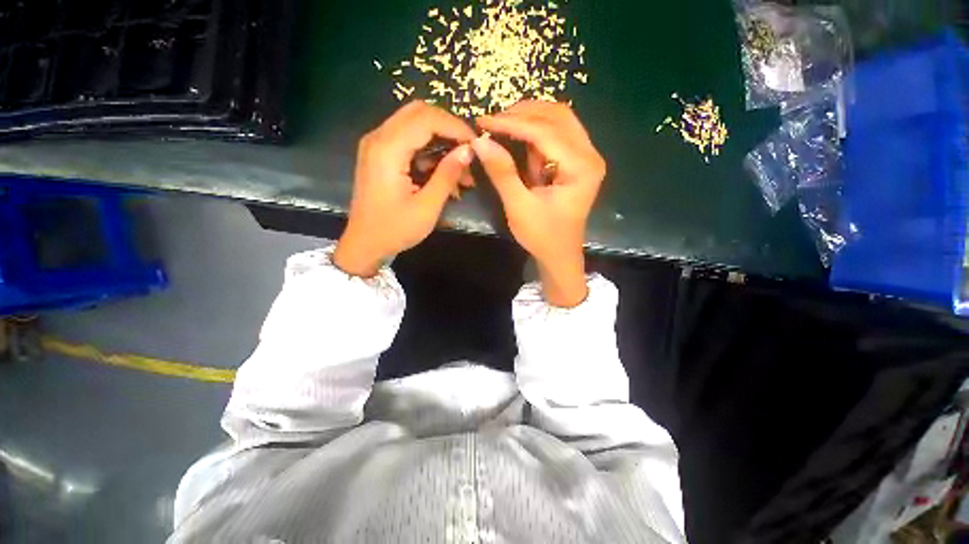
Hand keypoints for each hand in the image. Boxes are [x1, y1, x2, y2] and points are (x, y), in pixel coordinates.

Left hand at [334, 102, 476, 276]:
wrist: (364, 244)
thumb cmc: (394, 230)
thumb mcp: (426, 207)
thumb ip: (447, 176)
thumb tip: (468, 151)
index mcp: (387, 149)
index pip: (426, 119)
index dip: (455, 127)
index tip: (476, 145)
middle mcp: (378, 138)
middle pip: (419, 113)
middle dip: (449, 128)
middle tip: (469, 151)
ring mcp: (377, 145)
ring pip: (415, 125)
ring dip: (441, 141)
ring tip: (462, 170)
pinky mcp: (380, 155)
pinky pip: (409, 141)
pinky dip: (430, 152)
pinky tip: (445, 174)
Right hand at [472, 102, 605, 307]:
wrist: (560, 255)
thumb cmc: (542, 237)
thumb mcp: (519, 207)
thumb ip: (502, 173)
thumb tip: (479, 141)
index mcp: (581, 168)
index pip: (546, 132)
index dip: (512, 123)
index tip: (483, 121)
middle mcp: (590, 155)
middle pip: (558, 116)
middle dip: (523, 114)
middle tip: (493, 121)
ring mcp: (586, 157)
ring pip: (558, 121)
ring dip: (529, 120)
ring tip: (501, 127)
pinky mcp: (577, 162)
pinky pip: (556, 136)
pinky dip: (535, 135)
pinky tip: (518, 141)